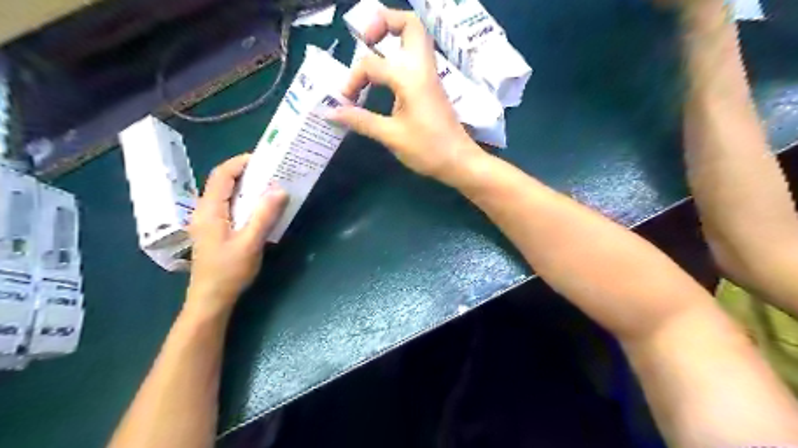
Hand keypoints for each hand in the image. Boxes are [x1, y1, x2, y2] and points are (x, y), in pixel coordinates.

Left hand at [186, 155, 288, 312]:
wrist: (211, 300)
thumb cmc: (229, 271)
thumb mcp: (250, 243)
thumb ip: (264, 215)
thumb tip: (280, 189)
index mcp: (209, 210)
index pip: (221, 175)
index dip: (240, 163)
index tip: (264, 159)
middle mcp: (205, 211)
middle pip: (223, 182)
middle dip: (246, 173)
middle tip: (272, 172)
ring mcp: (208, 222)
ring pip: (226, 195)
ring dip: (247, 187)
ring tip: (270, 186)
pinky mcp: (214, 231)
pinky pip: (229, 207)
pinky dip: (245, 201)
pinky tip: (260, 209)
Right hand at [325, 8, 486, 186]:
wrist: (459, 161)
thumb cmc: (427, 149)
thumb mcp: (391, 136)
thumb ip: (360, 120)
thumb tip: (329, 112)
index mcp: (410, 77)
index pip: (371, 64)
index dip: (352, 80)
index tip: (345, 103)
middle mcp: (422, 67)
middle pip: (409, 24)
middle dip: (383, 23)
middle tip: (365, 40)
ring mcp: (430, 75)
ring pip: (415, 38)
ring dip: (393, 36)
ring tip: (372, 50)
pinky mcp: (432, 85)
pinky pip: (416, 57)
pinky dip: (399, 55)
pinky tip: (386, 77)